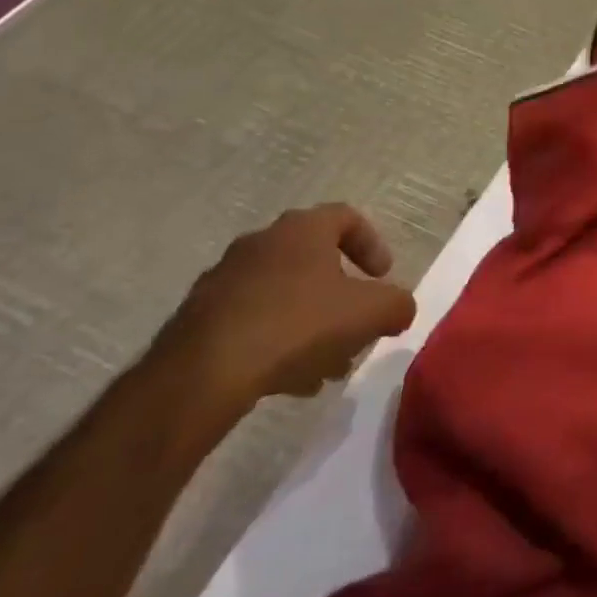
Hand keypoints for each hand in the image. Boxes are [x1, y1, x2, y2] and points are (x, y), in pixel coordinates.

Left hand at [156, 204, 416, 407]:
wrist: (202, 375)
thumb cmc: (298, 325)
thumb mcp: (371, 313)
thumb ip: (397, 305)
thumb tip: (398, 309)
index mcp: (302, 229)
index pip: (346, 217)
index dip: (372, 245)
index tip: (382, 277)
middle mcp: (260, 243)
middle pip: (315, 260)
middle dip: (342, 294)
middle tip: (357, 325)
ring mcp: (223, 280)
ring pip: (284, 295)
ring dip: (312, 322)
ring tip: (327, 364)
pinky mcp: (198, 318)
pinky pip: (252, 321)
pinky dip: (277, 340)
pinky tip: (290, 378)